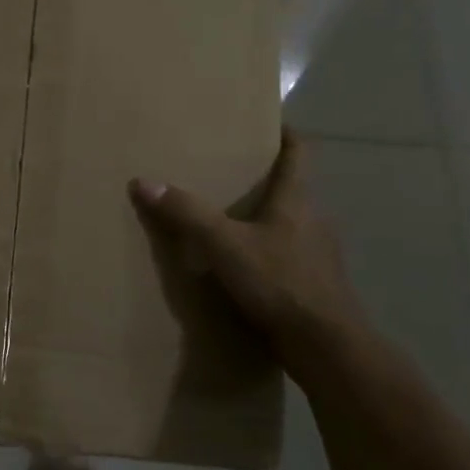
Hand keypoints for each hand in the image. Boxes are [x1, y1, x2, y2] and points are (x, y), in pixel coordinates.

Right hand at [129, 128, 374, 388]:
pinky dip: (266, 252)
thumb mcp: (224, 244)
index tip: (266, 122)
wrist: (326, 347)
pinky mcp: (313, 285)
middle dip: (264, 178)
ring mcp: (317, 255)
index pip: (300, 152)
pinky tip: (242, 266)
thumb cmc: (280, 282)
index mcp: (297, 200)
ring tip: (228, 218)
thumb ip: (186, 213)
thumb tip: (143, 181)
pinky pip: (287, 256)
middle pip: (292, 187)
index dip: (285, 133)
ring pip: (289, 224)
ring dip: (264, 218)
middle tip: (227, 170)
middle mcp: (313, 220)